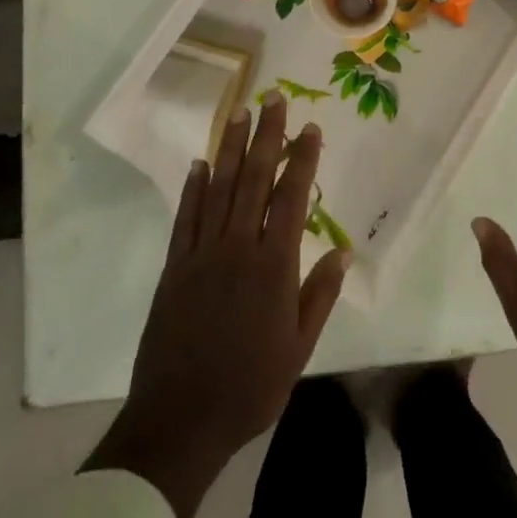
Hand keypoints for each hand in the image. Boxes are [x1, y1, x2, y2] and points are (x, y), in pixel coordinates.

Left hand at [86, 95, 350, 517]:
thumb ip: (319, 294)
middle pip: (253, 180)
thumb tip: (342, 250)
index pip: (292, 198)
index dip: (302, 160)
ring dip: (228, 148)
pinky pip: (185, 218)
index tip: (311, 128)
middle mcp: (238, 248)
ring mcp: (201, 254)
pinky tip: (199, 164)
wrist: (181, 419)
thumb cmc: (250, 385)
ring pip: (218, 189)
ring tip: (238, 113)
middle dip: (265, 136)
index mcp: (274, 266)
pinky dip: (193, 188)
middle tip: (272, 98)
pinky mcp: (174, 268)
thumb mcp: (299, 347)